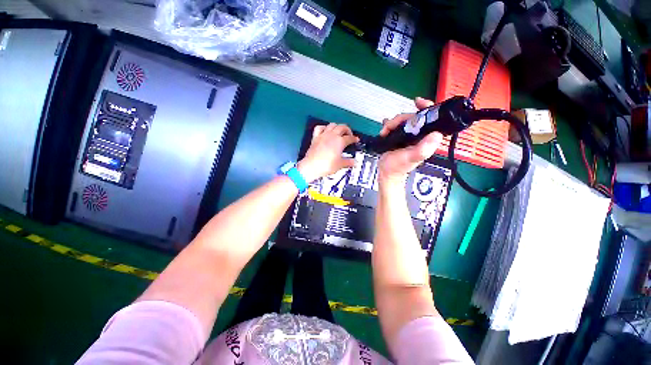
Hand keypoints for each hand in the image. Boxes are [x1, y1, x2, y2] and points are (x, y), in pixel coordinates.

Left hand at [298, 123, 359, 182]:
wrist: (312, 167)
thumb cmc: (326, 165)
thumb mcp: (340, 165)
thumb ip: (348, 162)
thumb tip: (354, 163)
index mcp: (340, 142)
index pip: (350, 138)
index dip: (354, 139)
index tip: (356, 140)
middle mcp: (332, 136)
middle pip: (342, 127)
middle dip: (347, 130)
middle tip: (349, 135)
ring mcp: (323, 135)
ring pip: (332, 125)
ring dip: (337, 126)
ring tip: (339, 131)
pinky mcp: (315, 137)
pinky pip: (319, 128)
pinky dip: (323, 127)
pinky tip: (325, 130)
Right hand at [377, 97, 442, 187]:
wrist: (385, 173)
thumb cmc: (397, 167)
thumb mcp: (410, 158)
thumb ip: (422, 149)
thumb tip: (437, 134)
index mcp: (426, 138)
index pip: (433, 119)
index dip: (427, 107)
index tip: (417, 102)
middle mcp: (419, 135)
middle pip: (413, 117)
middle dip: (400, 119)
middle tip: (389, 127)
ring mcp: (409, 135)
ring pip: (403, 120)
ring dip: (392, 123)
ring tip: (384, 132)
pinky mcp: (399, 136)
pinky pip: (396, 125)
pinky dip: (389, 125)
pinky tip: (384, 129)